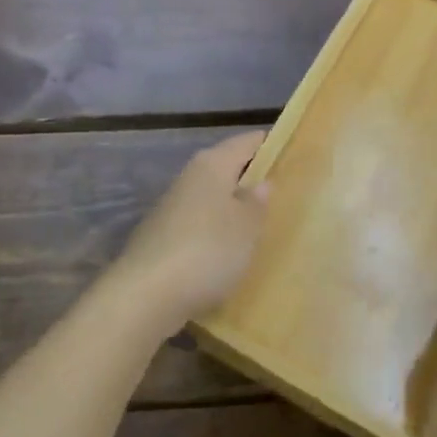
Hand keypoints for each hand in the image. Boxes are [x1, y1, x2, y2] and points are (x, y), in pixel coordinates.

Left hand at [108, 132, 270, 332]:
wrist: (146, 294)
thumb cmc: (208, 250)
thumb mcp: (246, 227)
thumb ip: (256, 202)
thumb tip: (261, 182)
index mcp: (212, 165)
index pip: (245, 142)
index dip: (267, 143)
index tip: (289, 149)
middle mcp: (189, 177)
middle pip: (225, 167)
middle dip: (249, 176)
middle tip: (282, 189)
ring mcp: (171, 207)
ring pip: (210, 196)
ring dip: (231, 205)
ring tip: (259, 222)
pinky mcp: (161, 236)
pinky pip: (198, 223)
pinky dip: (214, 230)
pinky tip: (227, 249)